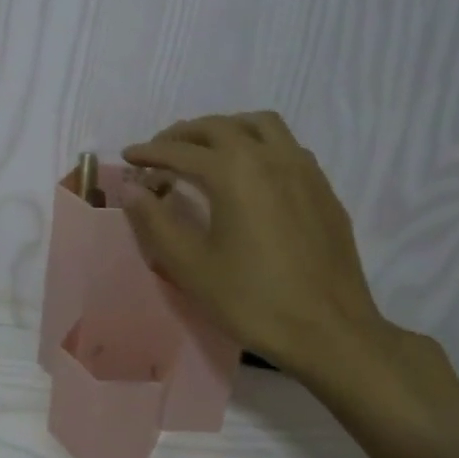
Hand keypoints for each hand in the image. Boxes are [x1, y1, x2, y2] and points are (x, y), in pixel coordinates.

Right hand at [122, 112, 393, 387]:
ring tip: (205, 150)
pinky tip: (249, 173)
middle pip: (220, 127)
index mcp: (235, 172)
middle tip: (160, 151)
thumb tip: (132, 190)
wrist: (330, 332)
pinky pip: (286, 147)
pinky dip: (258, 144)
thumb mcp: (191, 265)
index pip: (181, 151)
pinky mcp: (323, 190)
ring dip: (226, 129)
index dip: (150, 152)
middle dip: (184, 134)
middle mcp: (270, 158)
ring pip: (260, 125)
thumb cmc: (252, 300)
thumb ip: (156, 221)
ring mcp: (304, 170)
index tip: (129, 157)